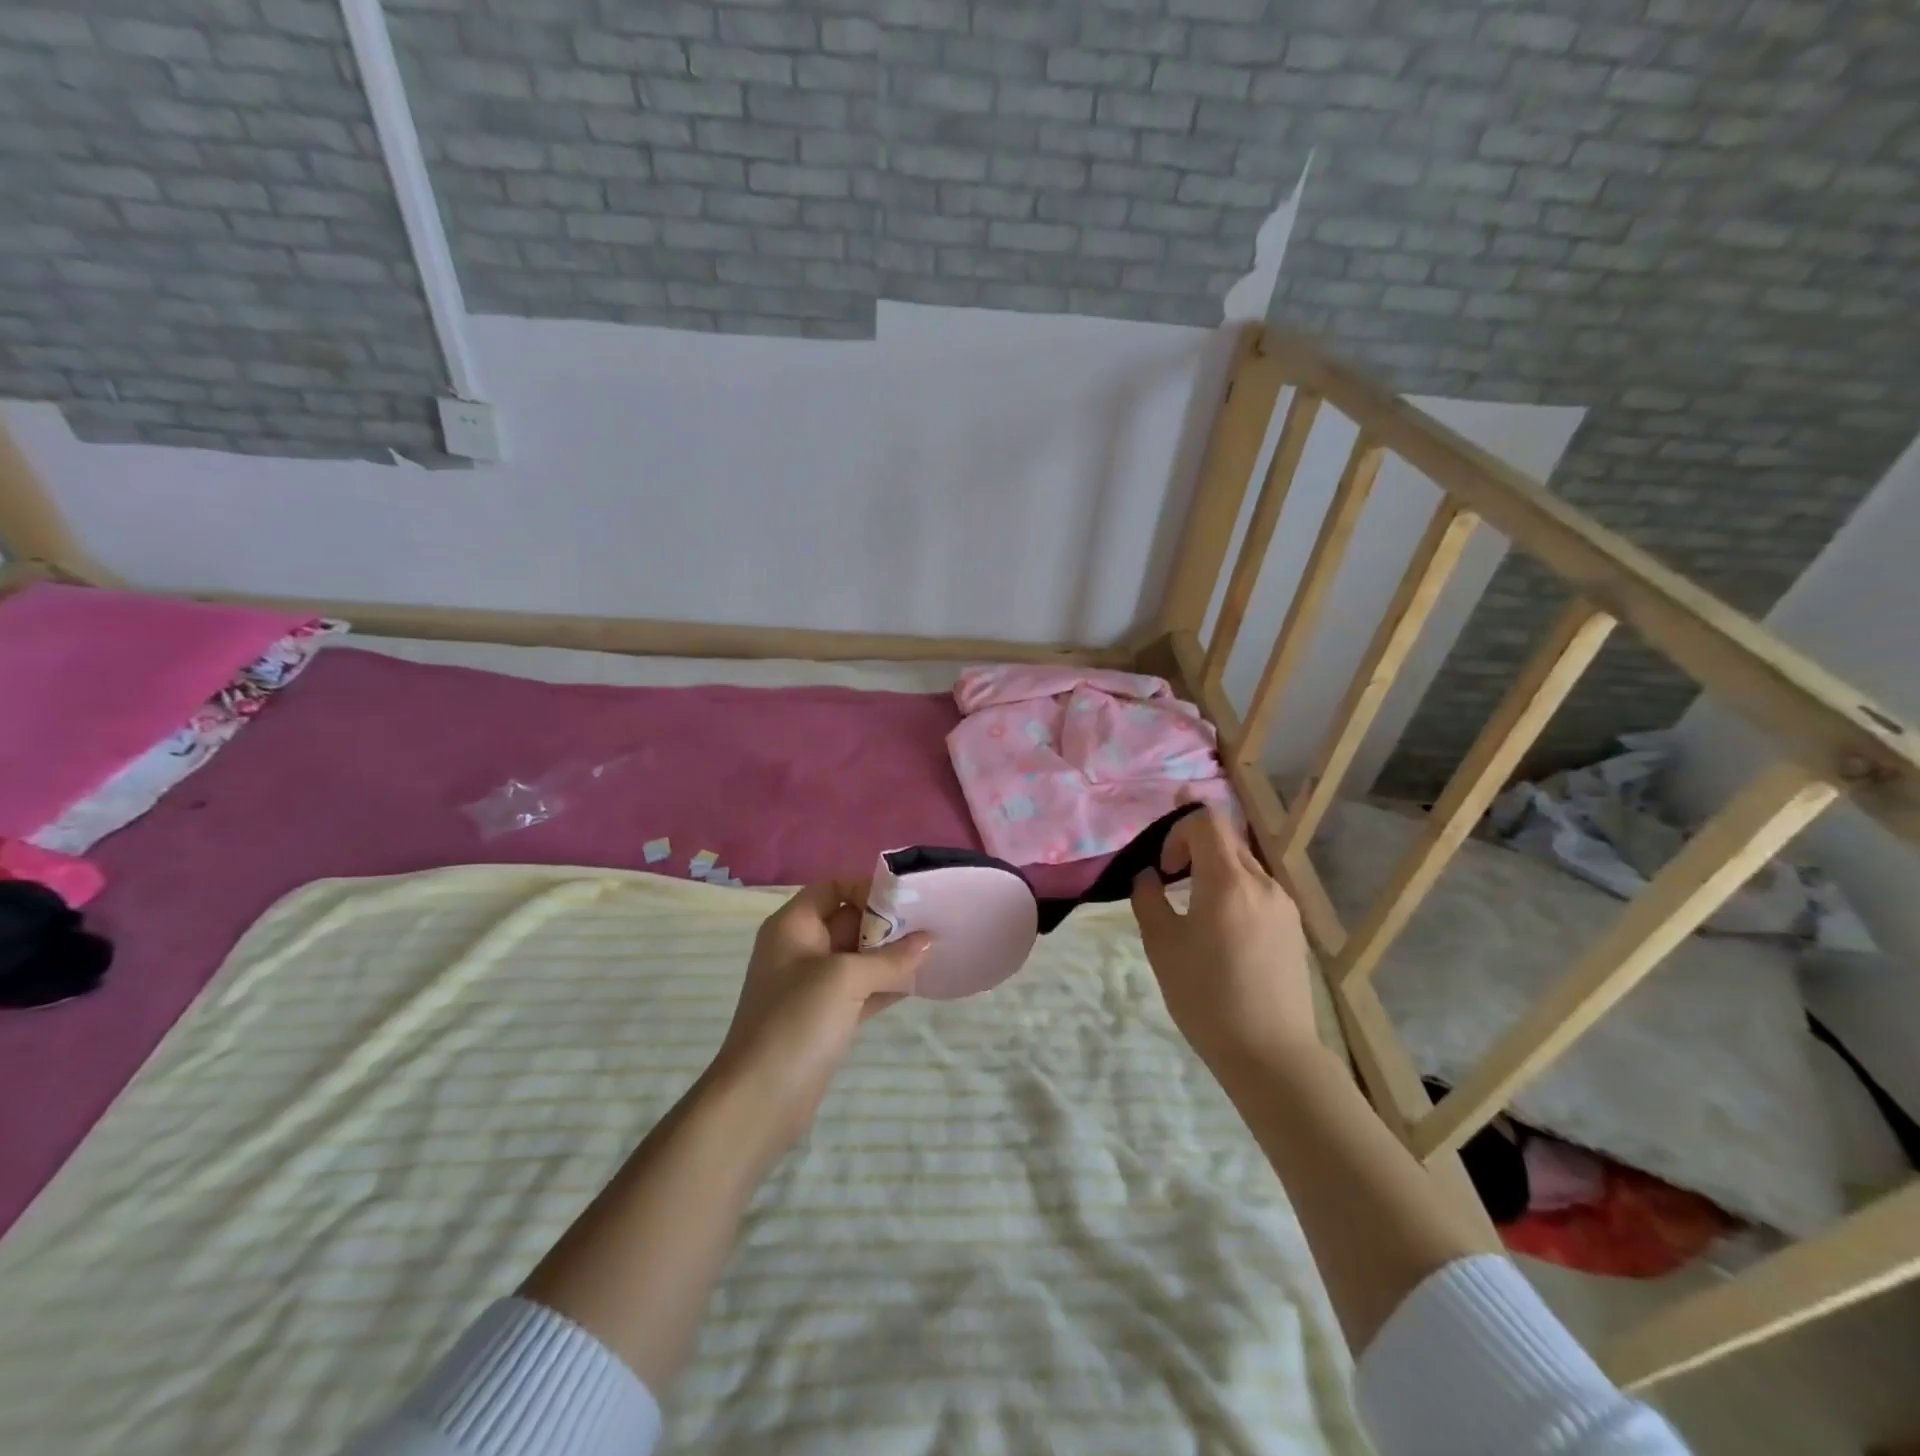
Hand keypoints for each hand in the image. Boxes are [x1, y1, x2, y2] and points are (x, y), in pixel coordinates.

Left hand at [707, 880, 930, 1153]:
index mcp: (794, 926)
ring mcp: (815, 986)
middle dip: (888, 922)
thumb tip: (929, 941)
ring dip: (893, 955)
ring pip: (860, 958)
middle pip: (850, 920)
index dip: (866, 888)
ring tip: (935, 950)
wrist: (761, 1099)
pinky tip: (921, 982)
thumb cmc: (796, 1021)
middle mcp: (802, 949)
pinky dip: (888, 984)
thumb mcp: (845, 979)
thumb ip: (890, 958)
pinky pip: (864, 989)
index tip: (905, 899)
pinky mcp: (828, 1017)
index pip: (832, 888)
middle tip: (932, 923)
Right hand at [1130, 807, 1317, 1068]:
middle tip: (1169, 875)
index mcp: (1228, 881)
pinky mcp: (1293, 928)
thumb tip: (1148, 876)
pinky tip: (1221, 931)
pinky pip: (1259, 890)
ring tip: (1194, 907)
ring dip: (1214, 870)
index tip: (1163, 868)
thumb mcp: (1161, 945)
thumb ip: (1148, 898)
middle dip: (1194, 846)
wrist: (1270, 1053)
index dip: (1177, 829)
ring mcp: (1284, 905)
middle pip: (1227, 839)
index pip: (1206, 820)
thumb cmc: (1206, 996)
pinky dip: (1234, 891)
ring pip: (1244, 865)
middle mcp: (1263, 883)